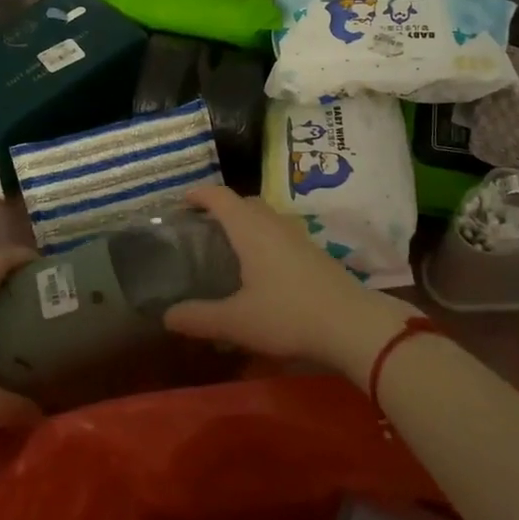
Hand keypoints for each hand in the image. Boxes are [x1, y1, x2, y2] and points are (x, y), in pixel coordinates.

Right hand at [163, 187, 409, 382]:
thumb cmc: (288, 315)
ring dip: (246, 223)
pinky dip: (263, 239)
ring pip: (265, 217)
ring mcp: (297, 236)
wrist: (351, 324)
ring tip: (230, 246)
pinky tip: (261, 268)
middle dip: (222, 208)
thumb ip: (199, 318)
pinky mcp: (313, 253)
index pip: (220, 197)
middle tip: (203, 227)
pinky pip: (280, 233)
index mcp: (250, 228)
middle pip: (244, 202)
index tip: (182, 201)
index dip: (199, 194)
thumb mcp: (236, 322)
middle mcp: (273, 223)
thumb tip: (167, 316)